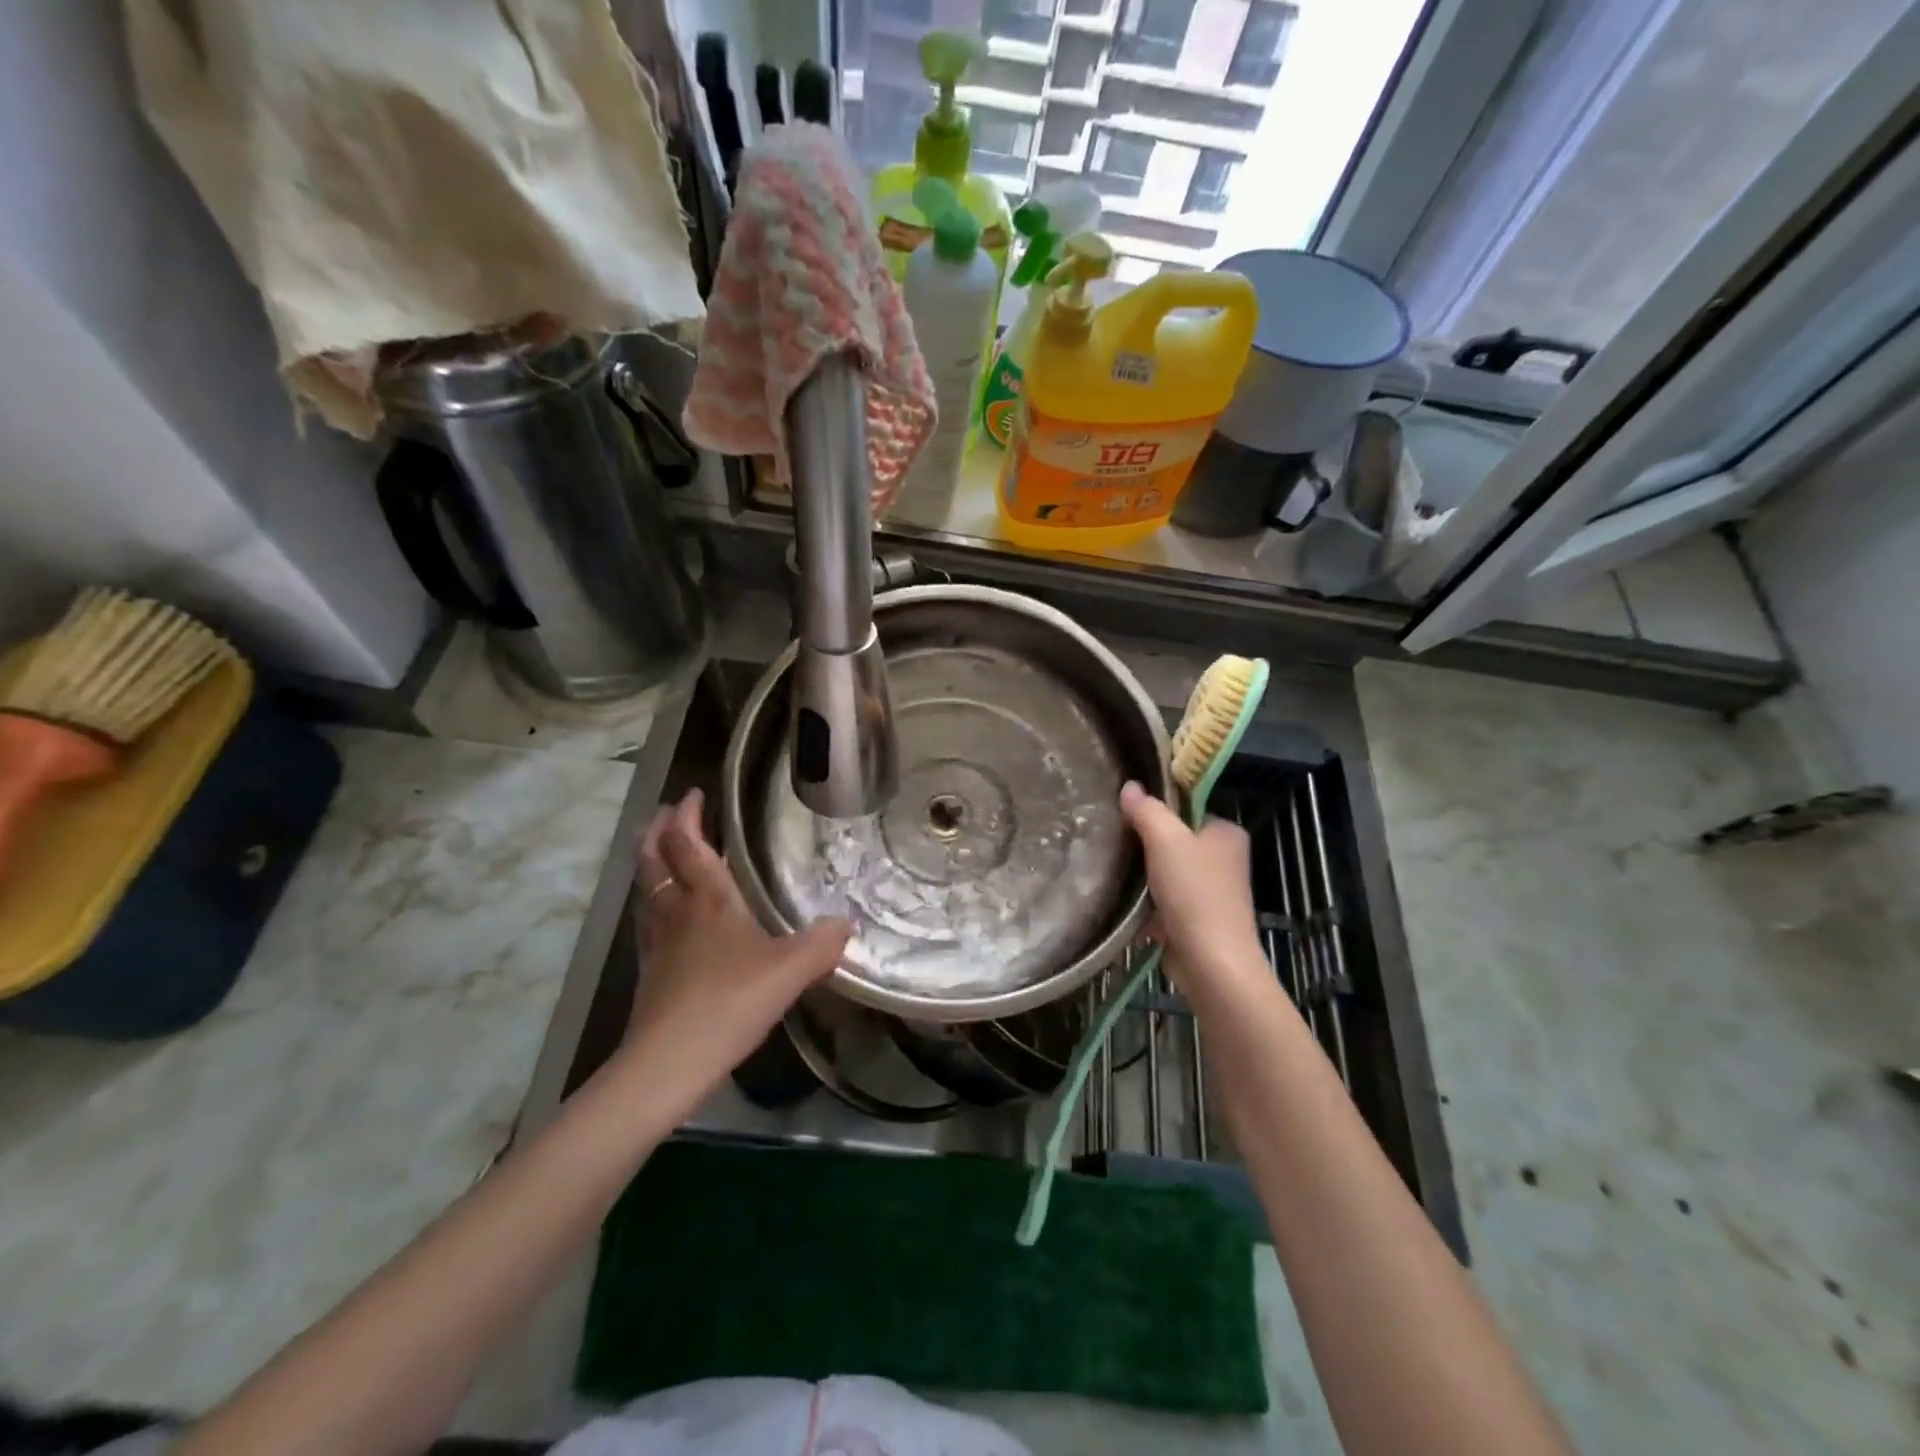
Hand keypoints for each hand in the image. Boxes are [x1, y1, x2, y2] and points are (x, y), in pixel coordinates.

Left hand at [626, 790, 849, 1099]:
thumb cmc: (730, 1003)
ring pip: (646, 891)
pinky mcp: (650, 974)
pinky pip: (648, 923)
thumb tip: (848, 924)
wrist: (668, 1064)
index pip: (690, 846)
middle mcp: (677, 913)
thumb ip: (823, 943)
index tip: (692, 794)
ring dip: (650, 864)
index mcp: (709, 901)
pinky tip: (663, 918)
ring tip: (659, 854)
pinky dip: (652, 904)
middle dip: (658, 832)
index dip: (686, 817)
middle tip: (665, 813)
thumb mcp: (791, 970)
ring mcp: (658, 944)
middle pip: (655, 862)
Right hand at [1120, 781, 1274, 1015]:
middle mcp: (1226, 860)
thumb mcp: (1166, 840)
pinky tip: (1128, 907)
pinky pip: (1167, 903)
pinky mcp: (1200, 921)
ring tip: (1117, 873)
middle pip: (1176, 841)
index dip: (1158, 810)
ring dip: (1145, 879)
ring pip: (1169, 873)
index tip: (1127, 816)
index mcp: (1227, 833)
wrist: (1211, 962)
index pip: (1188, 809)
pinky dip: (1150, 907)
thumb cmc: (1194, 893)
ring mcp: (1214, 893)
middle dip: (1147, 847)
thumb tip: (1130, 786)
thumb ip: (1147, 810)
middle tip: (1117, 844)